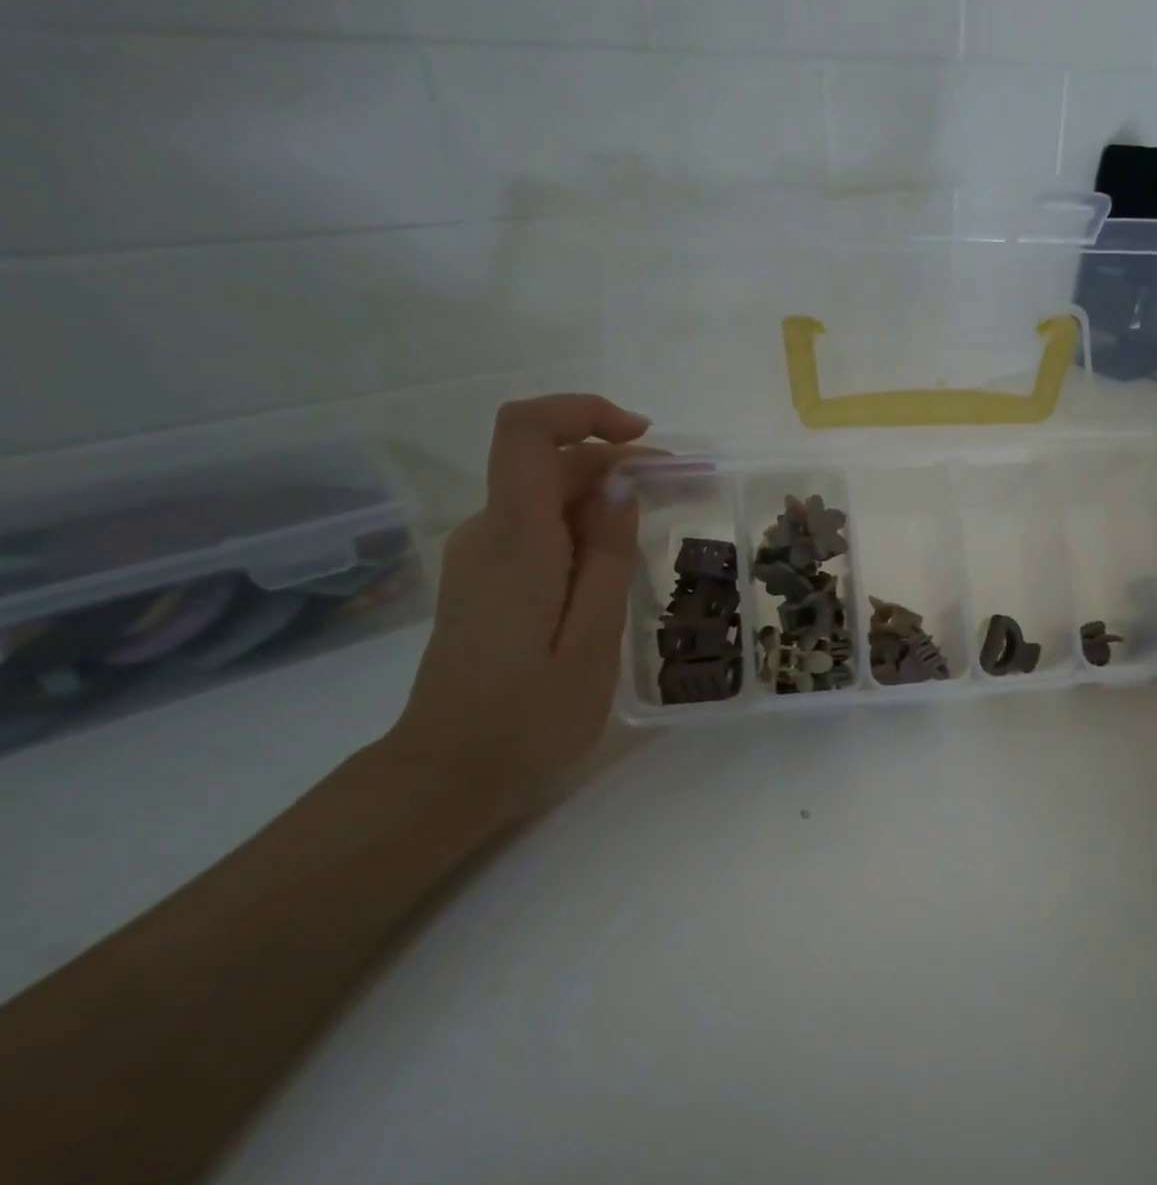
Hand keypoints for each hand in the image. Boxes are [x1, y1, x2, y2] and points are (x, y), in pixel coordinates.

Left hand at [389, 395, 648, 815]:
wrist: (449, 772)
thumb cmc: (532, 716)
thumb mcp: (593, 639)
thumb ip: (608, 557)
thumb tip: (621, 484)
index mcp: (516, 542)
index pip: (526, 432)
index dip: (582, 412)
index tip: (642, 438)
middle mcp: (488, 534)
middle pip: (544, 462)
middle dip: (613, 462)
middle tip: (679, 490)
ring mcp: (479, 556)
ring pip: (542, 496)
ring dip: (601, 498)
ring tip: (654, 533)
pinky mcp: (484, 579)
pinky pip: (535, 529)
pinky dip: (580, 528)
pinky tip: (614, 568)